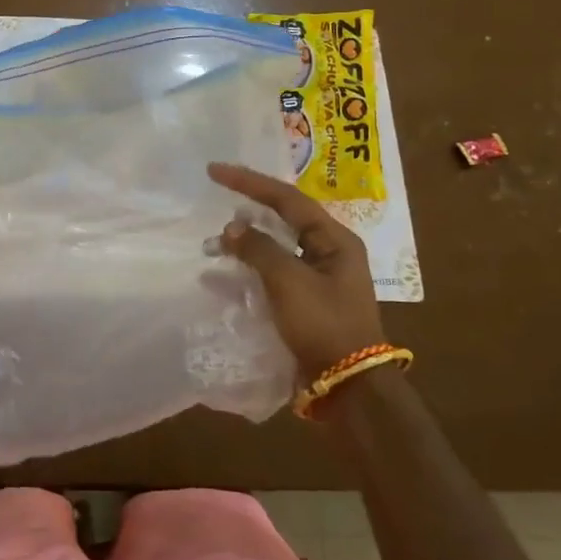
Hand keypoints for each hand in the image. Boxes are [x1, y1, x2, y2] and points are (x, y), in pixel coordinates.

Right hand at [208, 162, 384, 381]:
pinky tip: (220, 276)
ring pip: (274, 248)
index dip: (250, 182)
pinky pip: (271, 275)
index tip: (215, 171)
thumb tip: (232, 228)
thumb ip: (258, 249)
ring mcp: (317, 278)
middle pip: (283, 219)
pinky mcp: (305, 302)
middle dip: (247, 211)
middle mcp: (328, 253)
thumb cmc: (323, 326)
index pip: (287, 199)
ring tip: (212, 243)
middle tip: (215, 200)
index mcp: (335, 240)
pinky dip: (246, 271)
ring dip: (244, 243)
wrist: (348, 388)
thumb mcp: (289, 282)